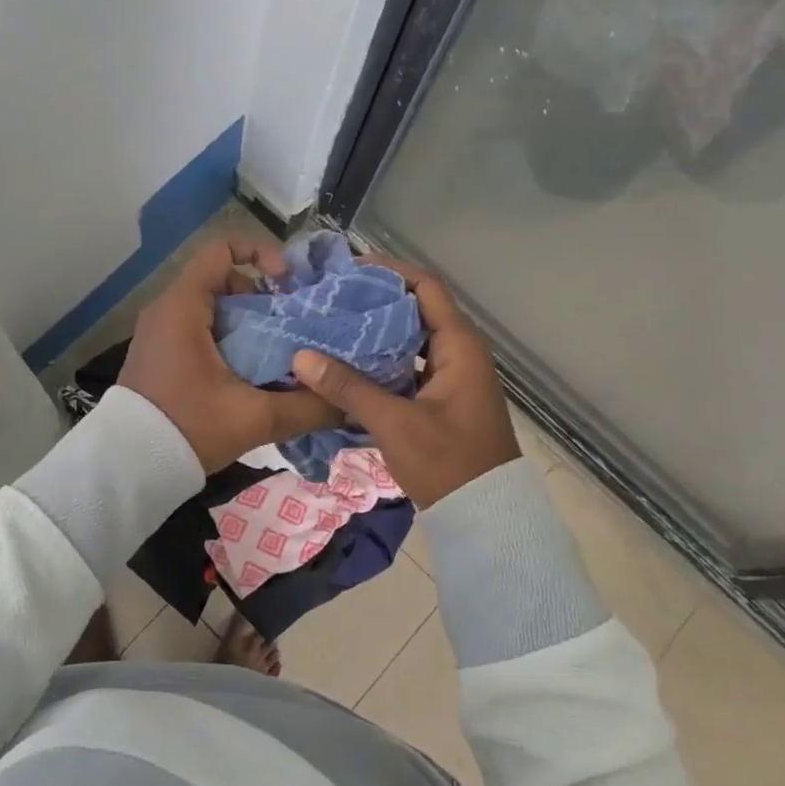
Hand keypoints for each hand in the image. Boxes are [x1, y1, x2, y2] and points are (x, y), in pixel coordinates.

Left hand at [118, 239, 340, 473]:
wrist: (129, 467)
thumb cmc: (188, 428)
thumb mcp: (253, 418)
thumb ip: (305, 407)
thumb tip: (347, 402)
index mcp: (183, 307)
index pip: (221, 250)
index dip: (261, 254)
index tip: (288, 285)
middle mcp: (167, 310)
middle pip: (224, 281)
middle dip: (263, 298)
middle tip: (293, 327)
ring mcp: (160, 333)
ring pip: (214, 309)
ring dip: (249, 323)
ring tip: (278, 352)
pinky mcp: (160, 354)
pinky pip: (199, 330)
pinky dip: (229, 339)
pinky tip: (252, 372)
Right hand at [290, 258, 518, 507]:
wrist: (483, 515)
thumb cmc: (447, 462)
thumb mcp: (395, 423)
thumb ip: (348, 388)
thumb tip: (301, 357)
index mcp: (460, 347)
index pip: (426, 287)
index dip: (391, 272)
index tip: (350, 270)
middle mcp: (459, 353)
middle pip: (416, 309)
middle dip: (376, 301)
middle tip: (332, 299)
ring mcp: (451, 376)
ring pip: (410, 340)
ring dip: (377, 333)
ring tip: (333, 326)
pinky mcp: (440, 398)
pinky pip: (408, 366)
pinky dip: (382, 361)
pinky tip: (348, 366)